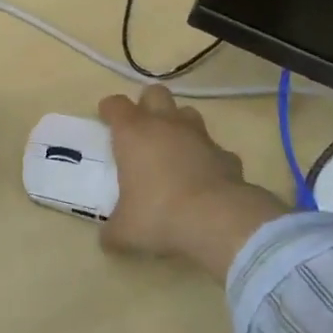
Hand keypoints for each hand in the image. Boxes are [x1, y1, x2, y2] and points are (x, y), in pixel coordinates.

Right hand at [99, 86, 284, 274]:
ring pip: (187, 112)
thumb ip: (113, 230)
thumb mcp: (126, 231)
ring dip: (178, 124)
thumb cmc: (160, 215)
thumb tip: (107, 239)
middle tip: (142, 129)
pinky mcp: (226, 154)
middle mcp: (165, 124)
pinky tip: (204, 177)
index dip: (109, 109)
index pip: (115, 104)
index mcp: (134, 133)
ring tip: (173, 148)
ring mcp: (199, 136)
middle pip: (155, 93)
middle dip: (147, 104)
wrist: (218, 219)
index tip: (105, 119)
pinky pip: (213, 148)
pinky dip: (207, 157)